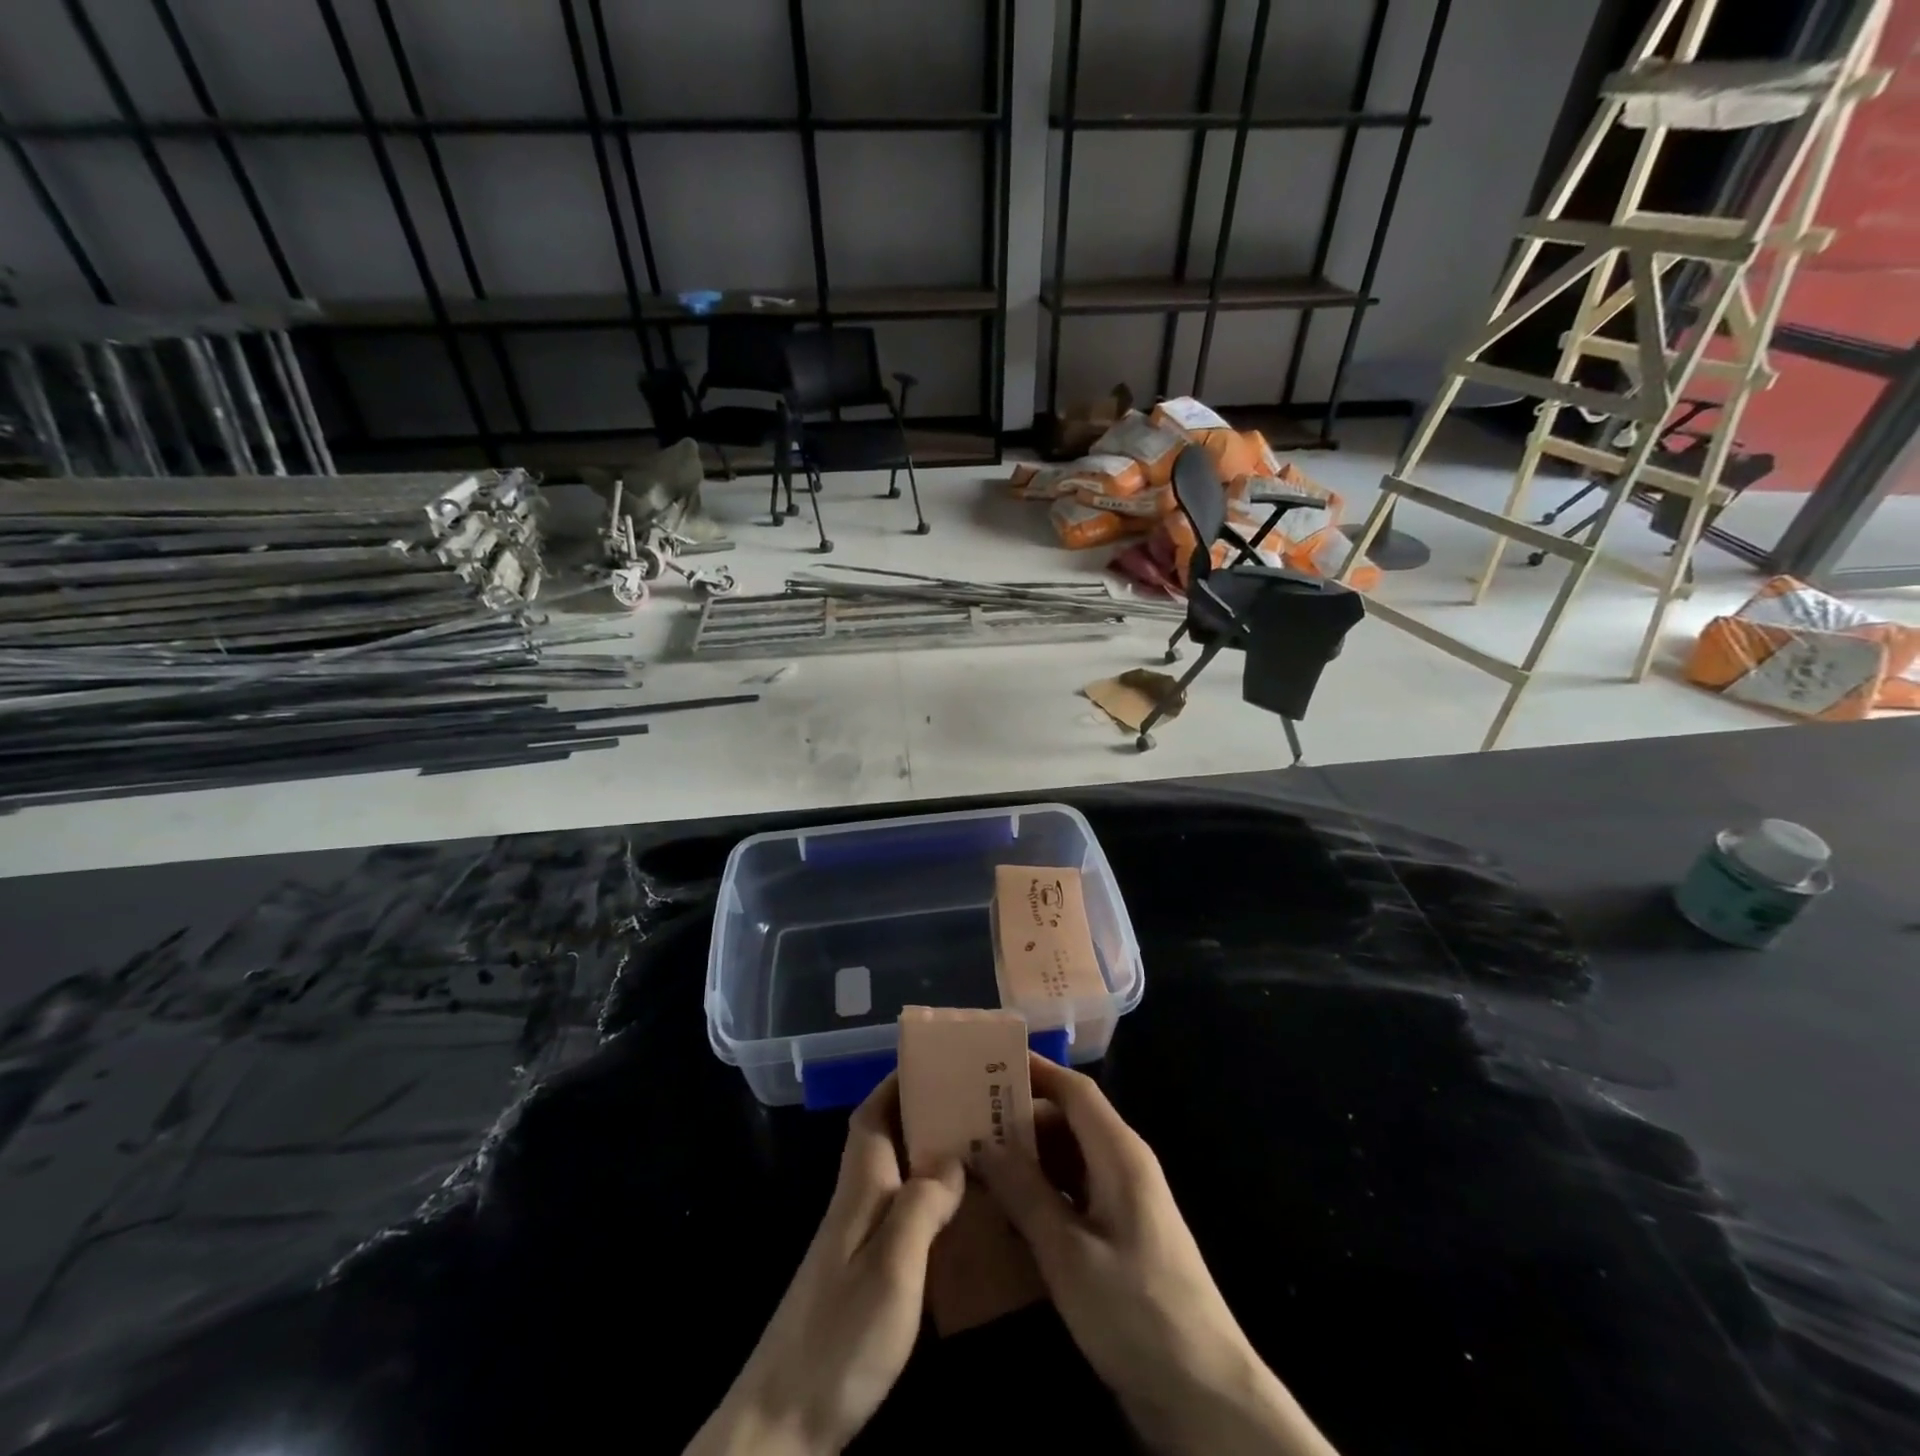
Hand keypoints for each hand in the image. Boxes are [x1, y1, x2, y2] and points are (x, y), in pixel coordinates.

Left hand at [686, 1074, 963, 1455]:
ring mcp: (854, 1244)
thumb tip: (953, 1153)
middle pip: (886, 1140)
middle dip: (923, 1113)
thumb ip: (921, 1205)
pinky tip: (959, 1220)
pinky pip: (900, 1217)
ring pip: (896, 1177)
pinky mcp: (861, 1280)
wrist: (781, 1428)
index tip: (935, 1062)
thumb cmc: (839, 1339)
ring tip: (980, 1150)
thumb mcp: (892, 1268)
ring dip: (929, 1155)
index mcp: (858, 1189)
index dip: (898, 1083)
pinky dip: (928, 1203)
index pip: (872, 1116)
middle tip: (975, 1104)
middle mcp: (854, 1205)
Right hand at [977, 1054, 1336, 1455]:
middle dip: (1019, 1119)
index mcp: (1119, 1154)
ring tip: (975, 1163)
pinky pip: (1074, 1194)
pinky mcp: (1120, 1237)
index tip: (987, 1062)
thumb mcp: (1068, 1253)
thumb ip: (1025, 1193)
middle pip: (1068, 1122)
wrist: (1204, 1396)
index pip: (1074, 1090)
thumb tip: (985, 1144)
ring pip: (1068, 1160)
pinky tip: (1007, 1212)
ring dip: (1027, 1160)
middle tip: (965, 1123)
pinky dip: (1041, 1194)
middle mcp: (1123, 1166)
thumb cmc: (1136, 1311)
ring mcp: (1124, 1203)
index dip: (1034, 1070)